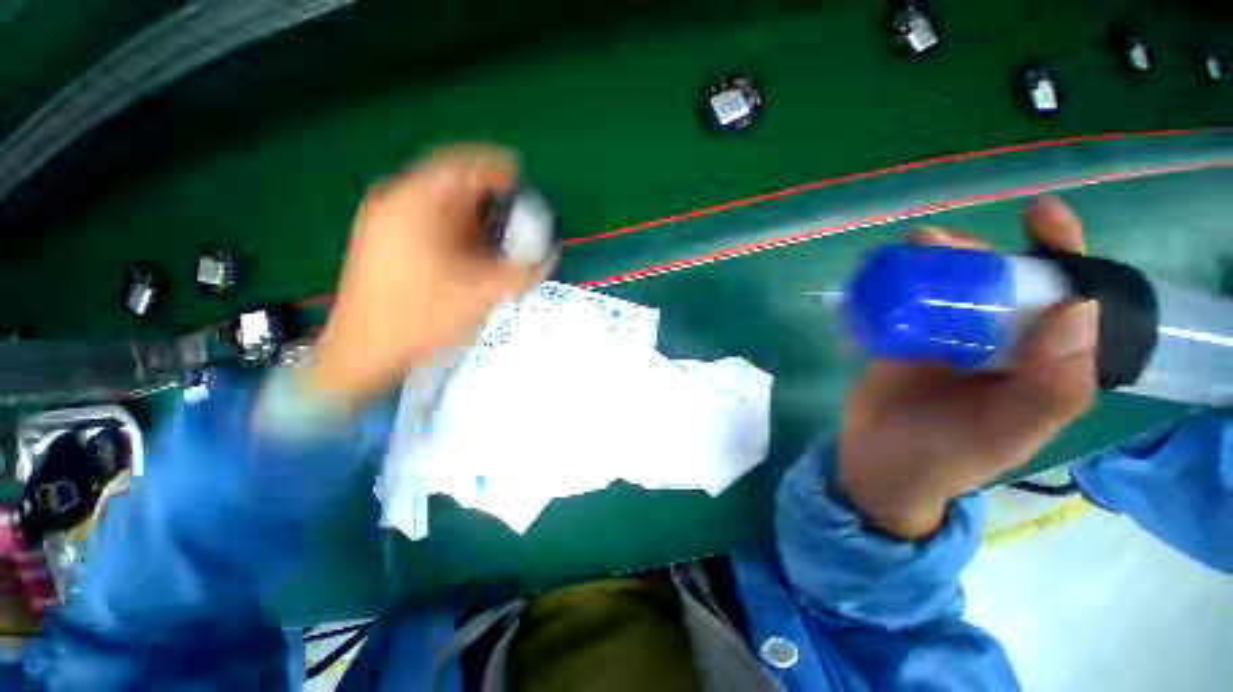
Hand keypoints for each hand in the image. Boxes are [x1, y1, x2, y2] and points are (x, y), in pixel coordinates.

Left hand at [309, 144, 547, 407]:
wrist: (363, 352)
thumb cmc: (419, 319)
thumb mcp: (480, 295)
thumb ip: (521, 274)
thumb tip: (549, 257)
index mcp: (414, 205)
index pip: (460, 166)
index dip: (495, 167)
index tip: (522, 179)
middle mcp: (396, 203)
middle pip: (452, 185)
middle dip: (489, 199)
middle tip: (519, 217)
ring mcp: (387, 221)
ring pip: (442, 205)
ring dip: (475, 218)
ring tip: (501, 239)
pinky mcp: (386, 240)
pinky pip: (431, 222)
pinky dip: (458, 231)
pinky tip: (474, 254)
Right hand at [838, 196, 1098, 538]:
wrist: (878, 465)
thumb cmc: (945, 458)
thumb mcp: (1004, 435)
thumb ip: (1050, 387)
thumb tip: (1078, 307)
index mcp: (1042, 363)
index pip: (1067, 299)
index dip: (1061, 254)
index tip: (1038, 216)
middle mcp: (1001, 344)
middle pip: (1001, 283)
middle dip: (979, 254)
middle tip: (939, 243)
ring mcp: (949, 340)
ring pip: (952, 288)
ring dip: (935, 263)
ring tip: (910, 250)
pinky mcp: (905, 341)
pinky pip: (908, 304)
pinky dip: (899, 283)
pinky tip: (884, 274)